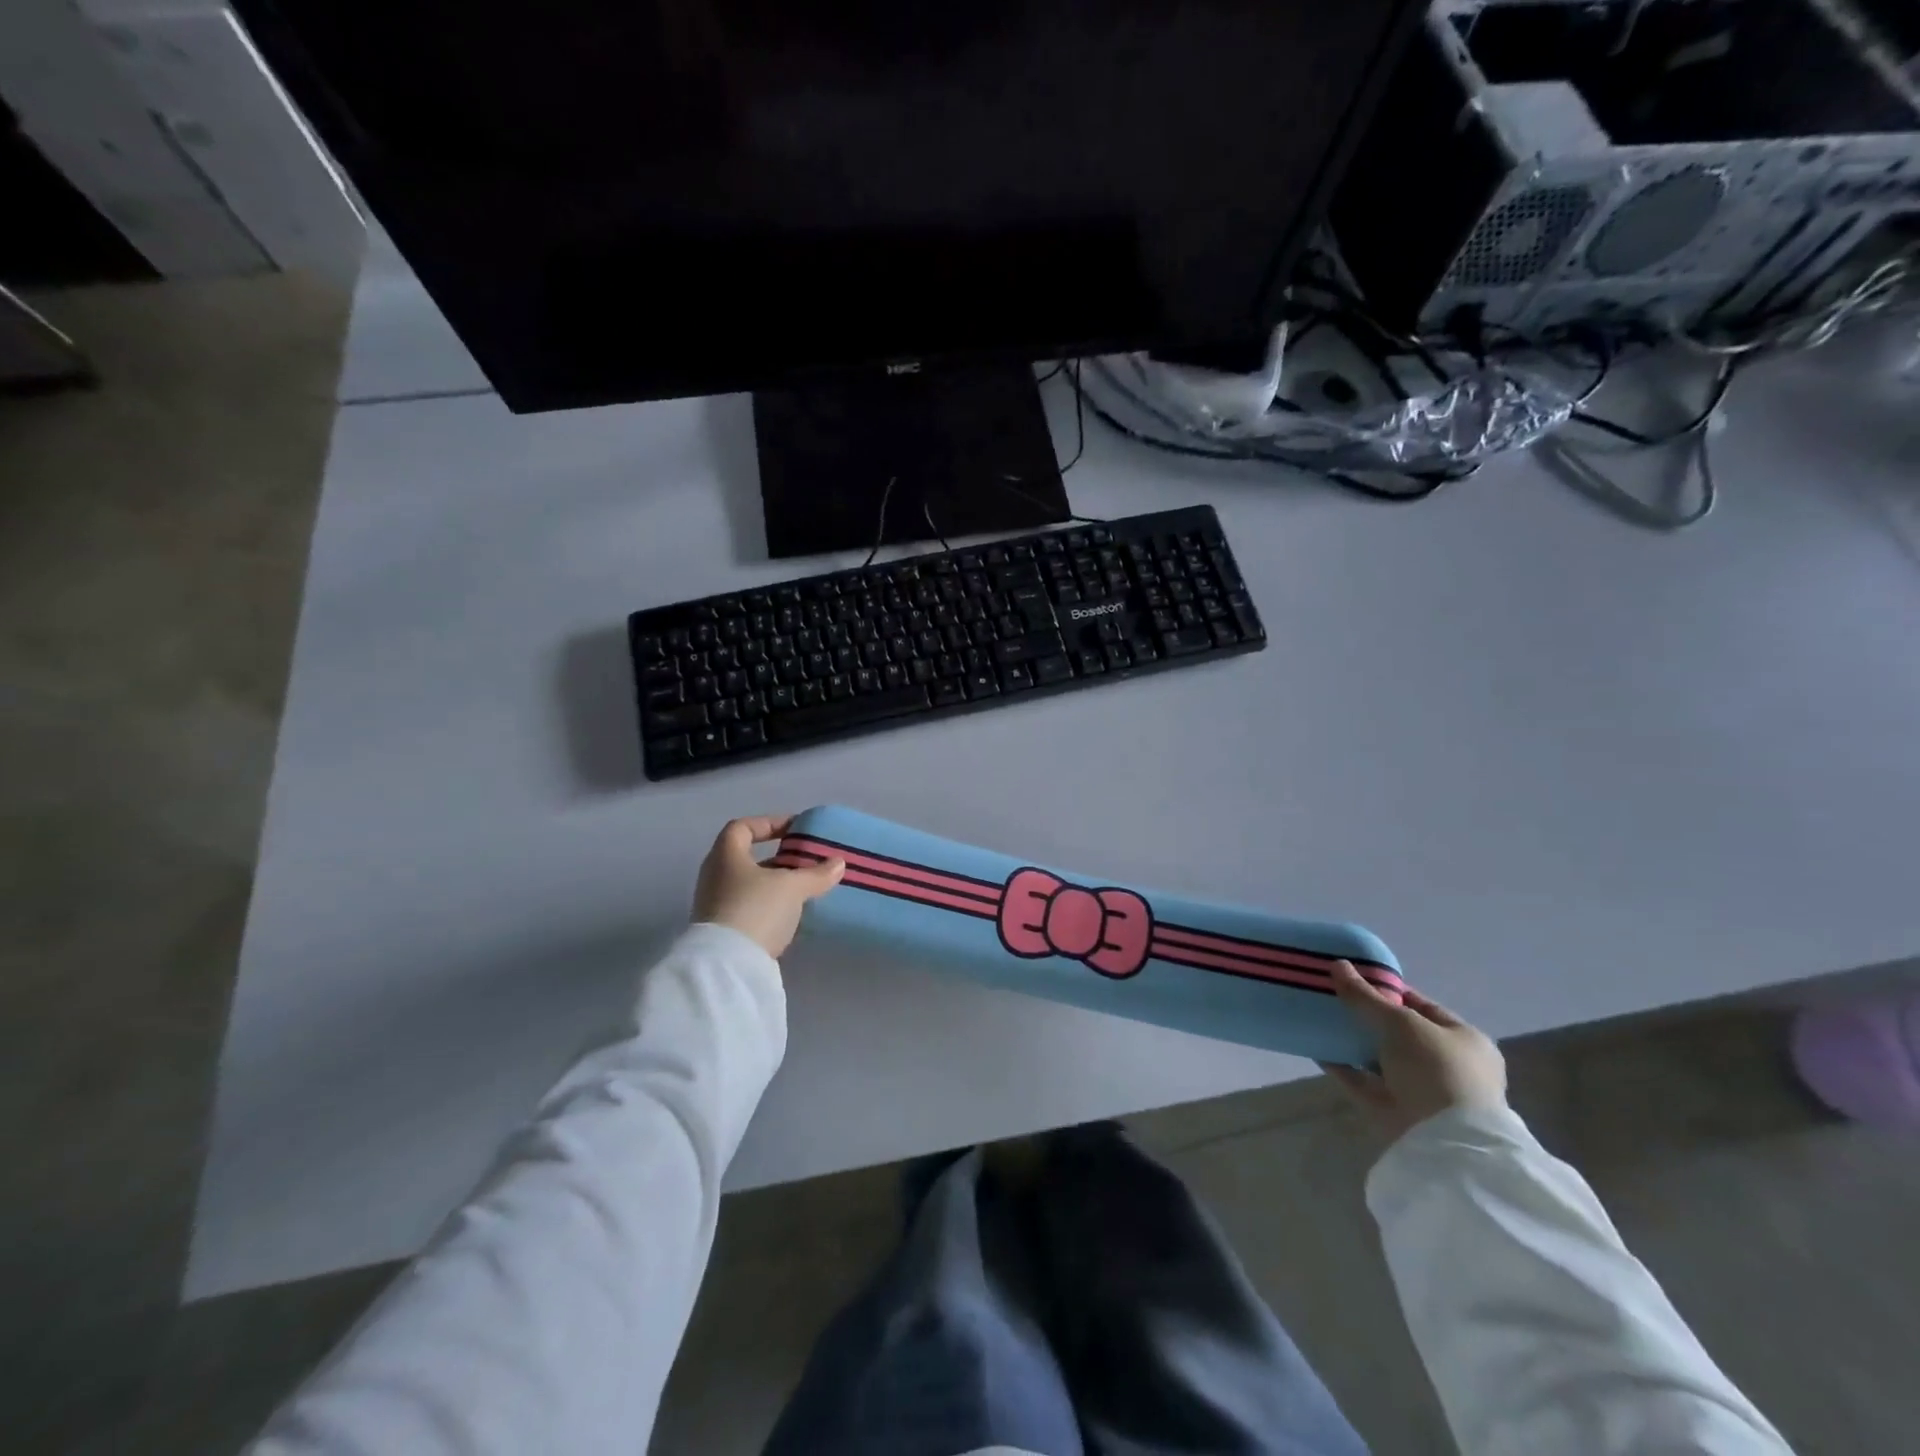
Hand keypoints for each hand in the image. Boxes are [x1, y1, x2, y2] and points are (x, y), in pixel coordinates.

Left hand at [691, 816, 844, 958]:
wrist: (727, 965)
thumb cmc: (756, 909)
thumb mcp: (792, 887)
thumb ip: (816, 873)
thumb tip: (838, 863)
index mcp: (725, 855)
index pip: (742, 827)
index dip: (769, 823)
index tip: (795, 830)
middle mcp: (715, 876)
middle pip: (746, 858)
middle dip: (777, 858)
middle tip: (805, 861)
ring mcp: (714, 905)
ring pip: (749, 885)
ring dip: (775, 885)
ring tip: (804, 889)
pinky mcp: (721, 932)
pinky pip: (748, 908)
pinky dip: (769, 906)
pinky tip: (791, 915)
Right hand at [1320, 961, 1505, 1141]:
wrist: (1445, 1143)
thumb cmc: (1436, 1070)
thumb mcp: (1401, 1023)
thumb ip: (1366, 996)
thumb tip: (1337, 964)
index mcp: (1463, 1041)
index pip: (1421, 1005)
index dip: (1387, 990)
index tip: (1353, 978)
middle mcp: (1445, 1065)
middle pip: (1398, 1033)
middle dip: (1366, 1016)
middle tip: (1332, 996)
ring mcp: (1420, 1091)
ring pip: (1378, 1058)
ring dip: (1351, 1041)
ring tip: (1319, 1018)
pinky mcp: (1393, 1111)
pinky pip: (1362, 1081)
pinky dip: (1341, 1066)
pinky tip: (1317, 1048)